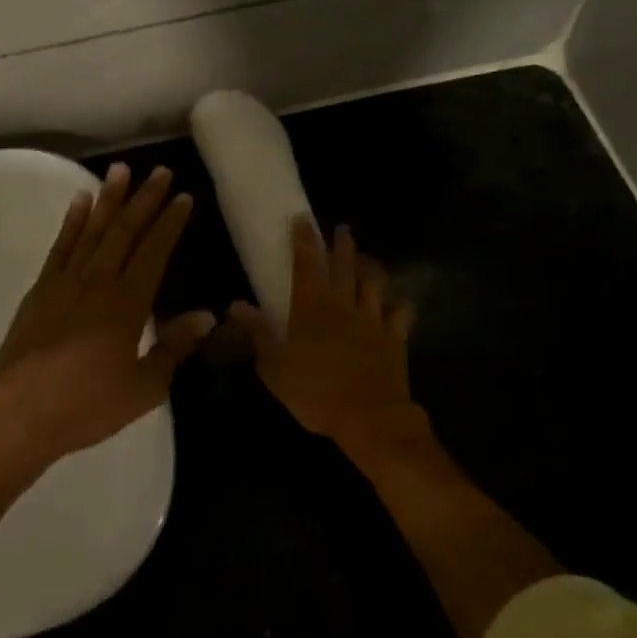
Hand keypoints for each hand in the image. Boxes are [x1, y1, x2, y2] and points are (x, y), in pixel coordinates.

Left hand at [0, 164, 213, 485]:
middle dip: (144, 199)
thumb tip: (206, 316)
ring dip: (108, 199)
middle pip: (124, 232)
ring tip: (121, 170)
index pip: (154, 252)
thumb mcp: (143, 388)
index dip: (170, 223)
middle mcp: (97, 283)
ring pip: (92, 231)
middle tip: (160, 171)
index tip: (183, 197)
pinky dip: (71, 222)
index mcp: (127, 305)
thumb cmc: (87, 406)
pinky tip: (80, 202)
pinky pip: (59, 246)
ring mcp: (64, 282)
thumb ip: (174, 348)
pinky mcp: (40, 290)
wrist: (20, 414)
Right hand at [231, 219, 422, 461]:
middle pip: (343, 266)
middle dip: (340, 245)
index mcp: (311, 308)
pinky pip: (399, 313)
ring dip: (369, 267)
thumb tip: (236, 304)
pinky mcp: (395, 337)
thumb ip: (258, 332)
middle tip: (341, 229)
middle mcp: (343, 305)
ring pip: (372, 283)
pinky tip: (398, 301)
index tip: (303, 219)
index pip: (306, 265)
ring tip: (366, 257)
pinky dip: (398, 304)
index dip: (304, 241)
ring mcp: (372, 319)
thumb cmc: (315, 393)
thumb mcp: (275, 367)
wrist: (369, 418)